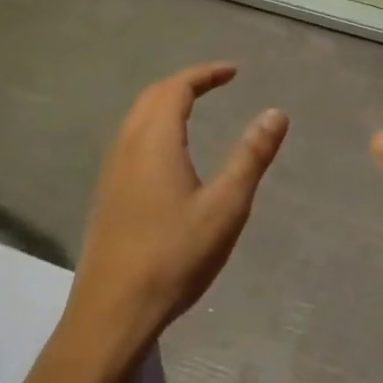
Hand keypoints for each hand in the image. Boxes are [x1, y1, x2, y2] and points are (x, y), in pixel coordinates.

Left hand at [67, 63, 287, 363]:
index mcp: (154, 140)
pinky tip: (169, 153)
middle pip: (152, 97)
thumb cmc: (175, 255)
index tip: (234, 71)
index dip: (205, 74)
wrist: (113, 311)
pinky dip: (154, 126)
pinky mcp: (106, 195)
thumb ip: (251, 156)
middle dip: (185, 83)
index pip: (176, 88)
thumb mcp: (226, 206)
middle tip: (216, 83)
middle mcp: (126, 146)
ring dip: (165, 103)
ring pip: (136, 119)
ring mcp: (111, 171)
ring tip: (195, 108)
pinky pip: (130, 140)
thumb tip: (275, 113)